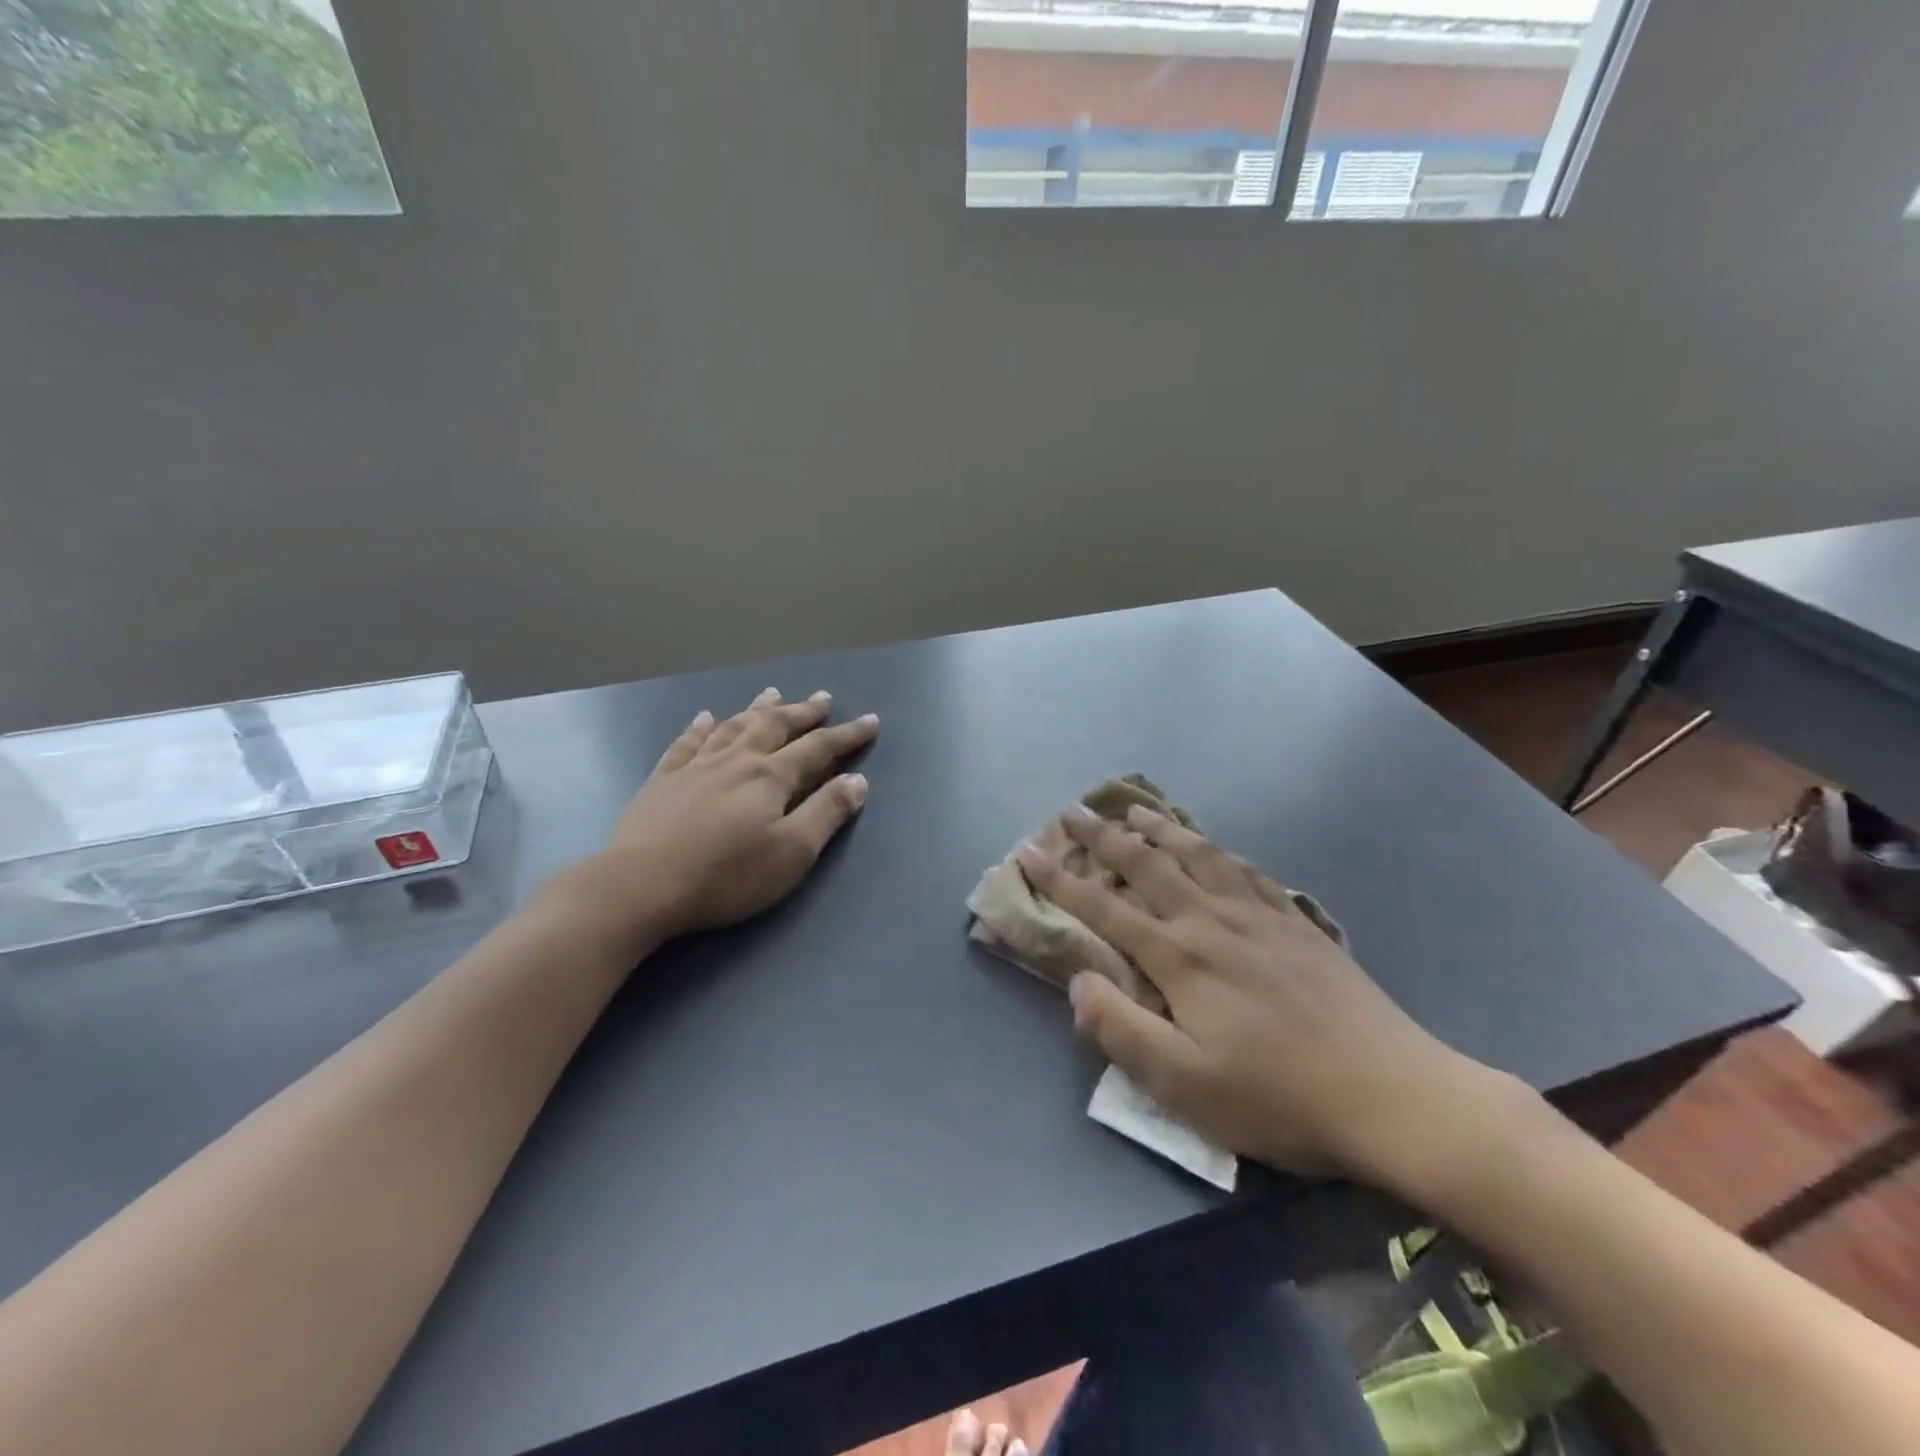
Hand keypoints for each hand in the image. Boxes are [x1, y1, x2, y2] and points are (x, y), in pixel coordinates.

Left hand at [557, 687, 877, 946]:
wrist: (641, 885)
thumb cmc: (726, 874)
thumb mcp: (792, 852)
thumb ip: (826, 813)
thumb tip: (857, 780)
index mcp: (770, 777)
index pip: (818, 748)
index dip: (847, 735)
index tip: (871, 721)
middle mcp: (736, 761)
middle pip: (775, 726)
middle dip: (803, 711)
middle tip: (822, 697)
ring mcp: (695, 767)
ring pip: (733, 727)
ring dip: (757, 709)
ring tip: (773, 693)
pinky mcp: (662, 781)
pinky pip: (686, 744)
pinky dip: (699, 728)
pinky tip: (704, 718)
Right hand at [1017, 805, 1503, 1187]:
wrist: (1392, 1092)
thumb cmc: (1279, 1097)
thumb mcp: (1184, 1084)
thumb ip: (1121, 1030)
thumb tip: (1079, 982)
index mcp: (1179, 956)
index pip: (1103, 907)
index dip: (1060, 879)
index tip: (1028, 851)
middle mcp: (1212, 920)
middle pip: (1147, 864)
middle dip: (1104, 836)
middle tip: (1074, 811)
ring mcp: (1259, 915)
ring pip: (1198, 854)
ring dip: (1161, 828)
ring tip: (1137, 808)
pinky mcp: (1296, 923)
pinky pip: (1247, 871)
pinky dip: (1219, 851)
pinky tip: (1215, 848)